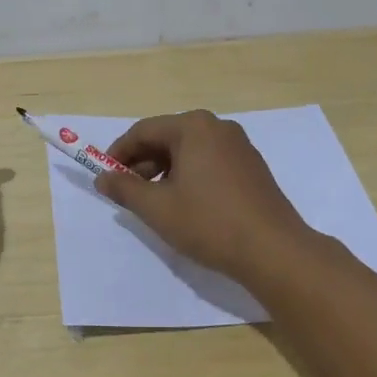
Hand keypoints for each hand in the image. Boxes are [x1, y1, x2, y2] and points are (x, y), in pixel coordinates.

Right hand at [96, 110, 314, 284]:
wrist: (273, 249)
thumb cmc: (209, 223)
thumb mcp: (157, 208)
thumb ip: (125, 189)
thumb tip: (103, 178)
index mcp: (193, 127)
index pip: (143, 131)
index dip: (119, 154)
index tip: (105, 178)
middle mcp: (217, 127)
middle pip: (167, 138)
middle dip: (143, 164)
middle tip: (127, 193)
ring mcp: (239, 145)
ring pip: (189, 151)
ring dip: (165, 172)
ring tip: (154, 203)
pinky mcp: (251, 166)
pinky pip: (209, 161)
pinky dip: (189, 176)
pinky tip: (185, 204)